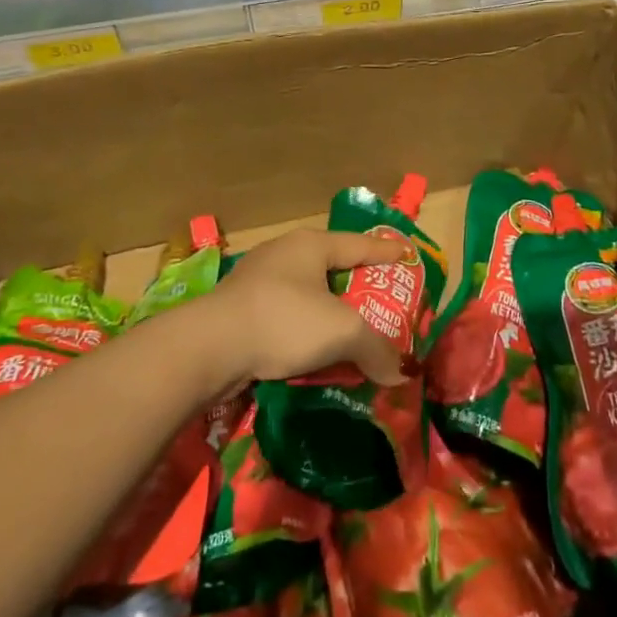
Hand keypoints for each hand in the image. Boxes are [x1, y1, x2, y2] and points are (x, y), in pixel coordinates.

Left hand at [205, 229, 410, 386]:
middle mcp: (285, 253)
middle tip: (381, 300)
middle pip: (331, 266)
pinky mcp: (240, 309)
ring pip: (307, 292)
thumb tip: (401, 372)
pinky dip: (304, 329)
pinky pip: (286, 314)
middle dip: (356, 283)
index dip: (386, 252)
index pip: (359, 244)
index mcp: (311, 245)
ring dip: (328, 311)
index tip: (406, 255)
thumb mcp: (341, 331)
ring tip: (349, 329)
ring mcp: (258, 280)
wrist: (209, 347)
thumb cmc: (283, 320)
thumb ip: (376, 349)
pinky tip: (312, 350)